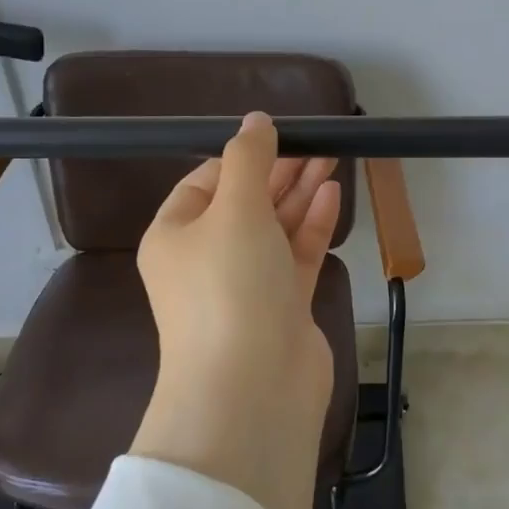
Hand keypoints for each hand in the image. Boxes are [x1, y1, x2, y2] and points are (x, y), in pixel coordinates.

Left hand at [131, 112, 341, 508]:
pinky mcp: (282, 307)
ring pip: (275, 229)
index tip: (279, 135)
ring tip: (331, 157)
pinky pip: (296, 256)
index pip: (205, 183)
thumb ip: (248, 159)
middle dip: (279, 172)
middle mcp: (207, 260)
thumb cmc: (230, 287)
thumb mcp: (234, 210)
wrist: (252, 387)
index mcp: (175, 236)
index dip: (241, 157)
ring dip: (300, 194)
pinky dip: (313, 226)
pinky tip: (333, 194)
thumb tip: (256, 121)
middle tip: (317, 142)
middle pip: (245, 204)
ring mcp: (246, 286)